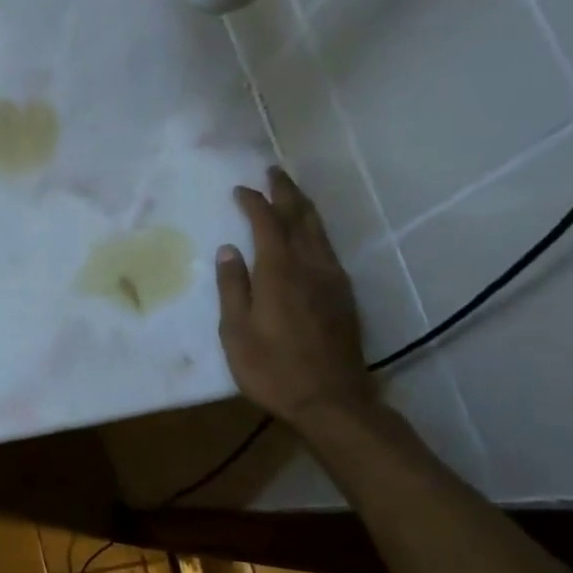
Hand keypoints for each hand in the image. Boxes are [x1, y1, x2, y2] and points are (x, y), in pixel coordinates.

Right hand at [216, 168, 378, 427]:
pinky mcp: (344, 296)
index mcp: (280, 273)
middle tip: (274, 172)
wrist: (331, 400)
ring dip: (304, 208)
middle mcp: (311, 267)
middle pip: (301, 218)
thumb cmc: (272, 368)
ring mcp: (332, 281)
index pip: (267, 224)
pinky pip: (328, 249)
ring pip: (319, 232)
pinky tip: (309, 236)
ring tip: (291, 194)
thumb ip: (233, 287)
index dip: (254, 203)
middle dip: (287, 192)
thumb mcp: (236, 331)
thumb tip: (229, 250)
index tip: (240, 189)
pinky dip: (314, 231)